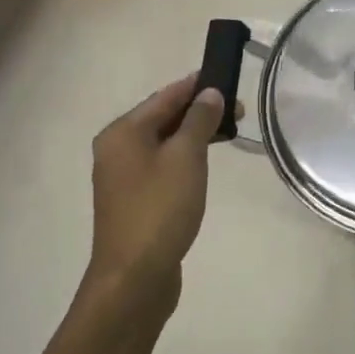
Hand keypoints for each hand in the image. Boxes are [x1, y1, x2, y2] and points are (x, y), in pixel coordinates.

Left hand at [82, 75, 226, 315]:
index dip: (196, 85)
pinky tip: (203, 163)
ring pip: (162, 143)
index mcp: (123, 132)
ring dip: (193, 135)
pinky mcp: (133, 200)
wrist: (134, 277)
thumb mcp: (186, 158)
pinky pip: (161, 166)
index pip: (165, 96)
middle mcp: (116, 149)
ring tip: (227, 133)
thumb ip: (198, 121)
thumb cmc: (160, 209)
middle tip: (238, 110)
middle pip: (161, 118)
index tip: (226, 77)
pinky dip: (183, 158)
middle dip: (198, 111)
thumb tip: (209, 94)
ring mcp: (122, 177)